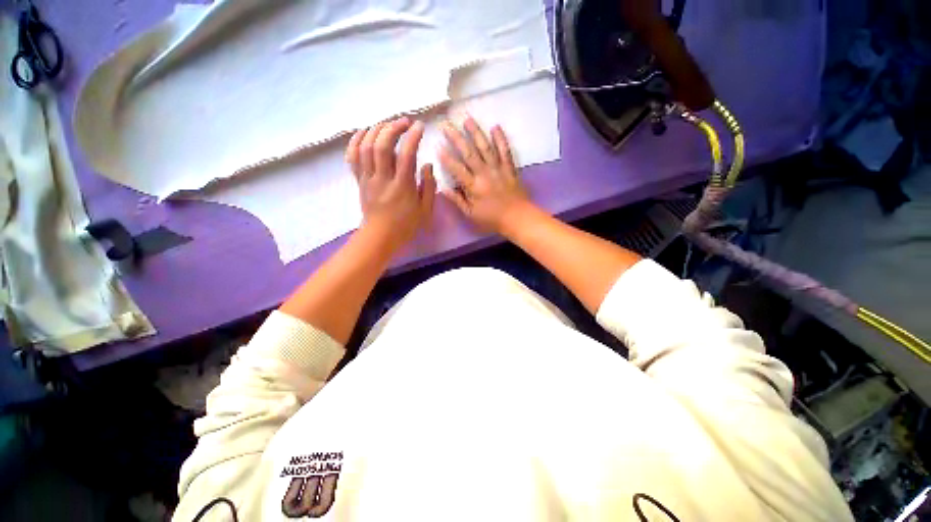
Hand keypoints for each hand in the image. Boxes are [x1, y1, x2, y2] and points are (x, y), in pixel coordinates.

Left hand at [346, 118, 435, 248]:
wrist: (380, 236)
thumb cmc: (406, 225)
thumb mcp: (425, 210)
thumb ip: (429, 187)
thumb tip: (427, 164)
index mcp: (402, 187)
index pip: (406, 155)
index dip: (413, 137)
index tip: (420, 126)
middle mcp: (383, 179)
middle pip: (382, 146)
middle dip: (393, 128)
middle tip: (405, 122)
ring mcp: (368, 179)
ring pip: (366, 147)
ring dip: (376, 130)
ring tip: (388, 124)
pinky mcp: (359, 180)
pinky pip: (352, 157)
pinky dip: (356, 140)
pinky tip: (365, 131)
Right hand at [439, 117, 531, 233]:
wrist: (517, 218)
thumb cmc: (492, 218)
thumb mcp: (471, 214)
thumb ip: (457, 200)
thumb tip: (443, 188)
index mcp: (473, 187)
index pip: (457, 169)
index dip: (446, 158)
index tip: (437, 145)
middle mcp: (484, 174)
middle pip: (469, 153)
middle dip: (456, 138)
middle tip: (447, 125)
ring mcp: (498, 169)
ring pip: (486, 147)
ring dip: (476, 133)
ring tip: (467, 119)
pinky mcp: (510, 168)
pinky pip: (505, 151)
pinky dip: (501, 139)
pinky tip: (495, 127)